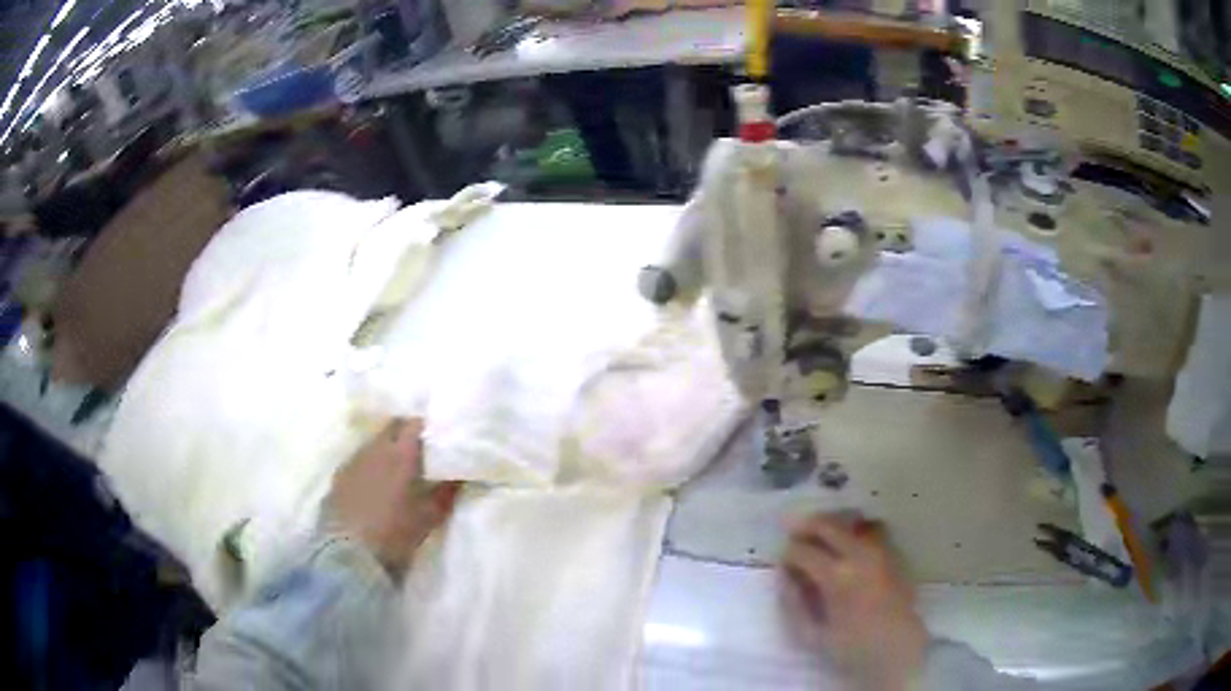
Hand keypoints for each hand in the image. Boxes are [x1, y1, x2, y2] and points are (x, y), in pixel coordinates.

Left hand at [324, 418, 459, 577]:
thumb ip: (447, 492)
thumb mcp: (429, 517)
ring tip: (397, 470)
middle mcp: (375, 448)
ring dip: (387, 450)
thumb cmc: (394, 533)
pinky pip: (358, 460)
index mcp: (401, 453)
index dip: (427, 428)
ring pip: (374, 443)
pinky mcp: (338, 477)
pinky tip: (374, 485)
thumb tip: (462, 475)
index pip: (415, 423)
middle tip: (421, 452)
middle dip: (406, 433)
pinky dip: (370, 466)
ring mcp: (353, 460)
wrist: (348, 553)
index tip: (439, 438)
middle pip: (392, 427)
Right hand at [780, 513, 928, 690]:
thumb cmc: (851, 647)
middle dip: (807, 527)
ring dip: (834, 525)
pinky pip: (874, 531)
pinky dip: (858, 531)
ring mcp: (881, 552)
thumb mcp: (811, 635)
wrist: (897, 648)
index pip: (804, 551)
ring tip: (823, 537)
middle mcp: (860, 556)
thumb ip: (793, 604)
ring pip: (853, 522)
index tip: (783, 562)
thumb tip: (784, 577)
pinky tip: (851, 546)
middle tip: (795, 534)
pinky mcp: (895, 554)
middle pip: (829, 525)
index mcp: (836, 577)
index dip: (788, 553)